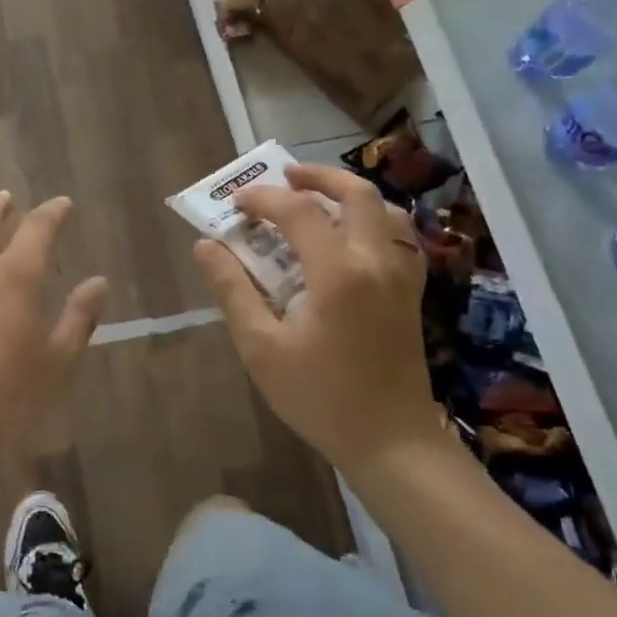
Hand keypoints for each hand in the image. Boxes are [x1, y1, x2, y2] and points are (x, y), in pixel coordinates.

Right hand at [194, 163, 445, 472]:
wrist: (390, 441)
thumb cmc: (319, 396)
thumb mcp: (261, 347)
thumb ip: (233, 290)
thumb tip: (206, 246)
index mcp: (338, 273)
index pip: (297, 211)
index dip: (262, 199)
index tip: (235, 206)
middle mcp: (375, 261)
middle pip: (355, 192)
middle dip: (316, 176)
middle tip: (284, 176)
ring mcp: (401, 274)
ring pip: (384, 209)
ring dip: (348, 193)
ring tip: (316, 198)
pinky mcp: (411, 290)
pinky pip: (399, 235)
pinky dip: (373, 218)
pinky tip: (350, 235)